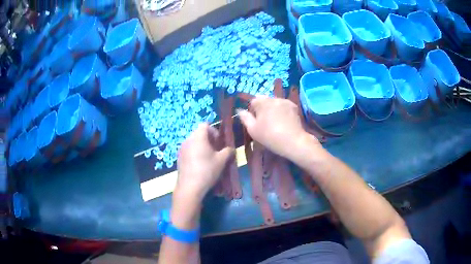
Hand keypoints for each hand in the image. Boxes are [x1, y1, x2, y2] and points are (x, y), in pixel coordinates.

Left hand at [175, 123, 233, 201]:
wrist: (190, 187)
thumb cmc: (207, 170)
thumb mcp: (222, 160)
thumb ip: (228, 151)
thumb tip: (231, 149)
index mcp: (198, 137)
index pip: (205, 125)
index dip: (214, 130)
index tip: (219, 142)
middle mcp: (188, 140)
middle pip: (199, 133)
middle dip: (209, 139)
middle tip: (216, 150)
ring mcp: (181, 149)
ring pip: (193, 142)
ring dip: (202, 146)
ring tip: (209, 158)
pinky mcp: (179, 158)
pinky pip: (188, 150)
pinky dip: (195, 152)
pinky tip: (200, 165)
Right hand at [238, 97, 323, 167]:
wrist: (293, 141)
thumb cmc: (270, 136)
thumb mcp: (253, 130)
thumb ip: (245, 118)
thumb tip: (240, 110)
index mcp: (263, 102)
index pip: (254, 101)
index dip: (253, 110)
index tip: (256, 121)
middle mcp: (274, 98)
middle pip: (265, 100)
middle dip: (263, 108)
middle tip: (265, 122)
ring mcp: (285, 101)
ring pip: (275, 102)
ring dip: (273, 109)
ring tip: (276, 122)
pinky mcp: (294, 107)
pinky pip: (284, 106)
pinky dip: (282, 111)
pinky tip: (284, 121)